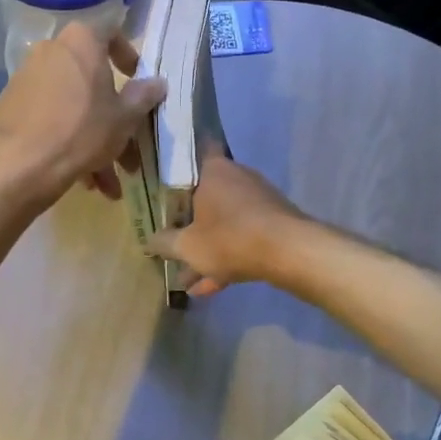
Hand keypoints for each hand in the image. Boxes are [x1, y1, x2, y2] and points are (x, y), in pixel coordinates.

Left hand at [0, 22, 164, 206]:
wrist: (22, 164)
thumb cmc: (82, 131)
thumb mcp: (124, 118)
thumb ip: (143, 97)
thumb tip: (158, 83)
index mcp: (81, 42)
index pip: (111, 33)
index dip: (128, 55)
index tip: (137, 81)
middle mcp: (51, 51)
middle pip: (92, 82)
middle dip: (114, 121)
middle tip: (128, 153)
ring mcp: (28, 79)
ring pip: (73, 107)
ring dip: (94, 143)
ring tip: (106, 184)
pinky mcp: (13, 106)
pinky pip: (52, 119)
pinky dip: (69, 143)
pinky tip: (82, 179)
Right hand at [146, 147, 304, 295]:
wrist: (290, 252)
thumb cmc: (230, 238)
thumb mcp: (187, 246)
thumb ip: (164, 242)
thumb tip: (149, 240)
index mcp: (214, 170)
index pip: (196, 151)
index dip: (181, 164)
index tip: (167, 178)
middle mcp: (238, 178)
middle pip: (207, 197)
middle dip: (190, 224)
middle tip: (172, 242)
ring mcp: (259, 200)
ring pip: (224, 223)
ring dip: (207, 248)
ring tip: (188, 280)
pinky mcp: (275, 222)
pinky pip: (243, 237)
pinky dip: (227, 257)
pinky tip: (210, 288)